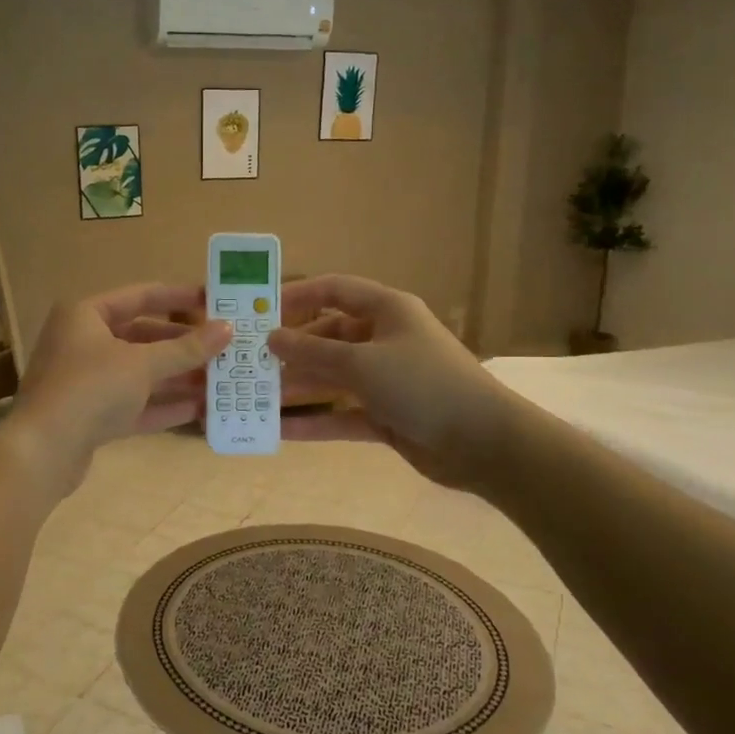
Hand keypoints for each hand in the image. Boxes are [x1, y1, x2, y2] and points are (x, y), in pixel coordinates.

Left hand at [6, 284, 230, 491]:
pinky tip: (201, 409)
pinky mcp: (91, 417)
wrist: (42, 452)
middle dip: (184, 346)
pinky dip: (164, 405)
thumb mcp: (142, 364)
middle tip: (225, 349)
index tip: (217, 302)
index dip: (180, 297)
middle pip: (143, 337)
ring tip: (221, 381)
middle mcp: (84, 342)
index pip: (141, 296)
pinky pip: (135, 404)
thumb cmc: (90, 389)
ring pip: (141, 374)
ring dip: (179, 378)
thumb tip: (227, 329)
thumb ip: (186, 348)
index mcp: (86, 315)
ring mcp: (86, 381)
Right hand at [268, 275, 494, 487]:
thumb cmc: (422, 384)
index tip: (261, 312)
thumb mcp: (362, 363)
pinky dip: (316, 422)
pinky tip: (281, 432)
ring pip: (333, 377)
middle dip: (292, 350)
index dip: (298, 296)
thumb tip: (271, 337)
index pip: (335, 291)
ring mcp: (386, 379)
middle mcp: (385, 339)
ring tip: (257, 397)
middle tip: (251, 363)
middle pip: (329, 337)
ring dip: (299, 387)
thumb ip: (312, 352)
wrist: (483, 443)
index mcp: (387, 311)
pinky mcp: (387, 415)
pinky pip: (343, 413)